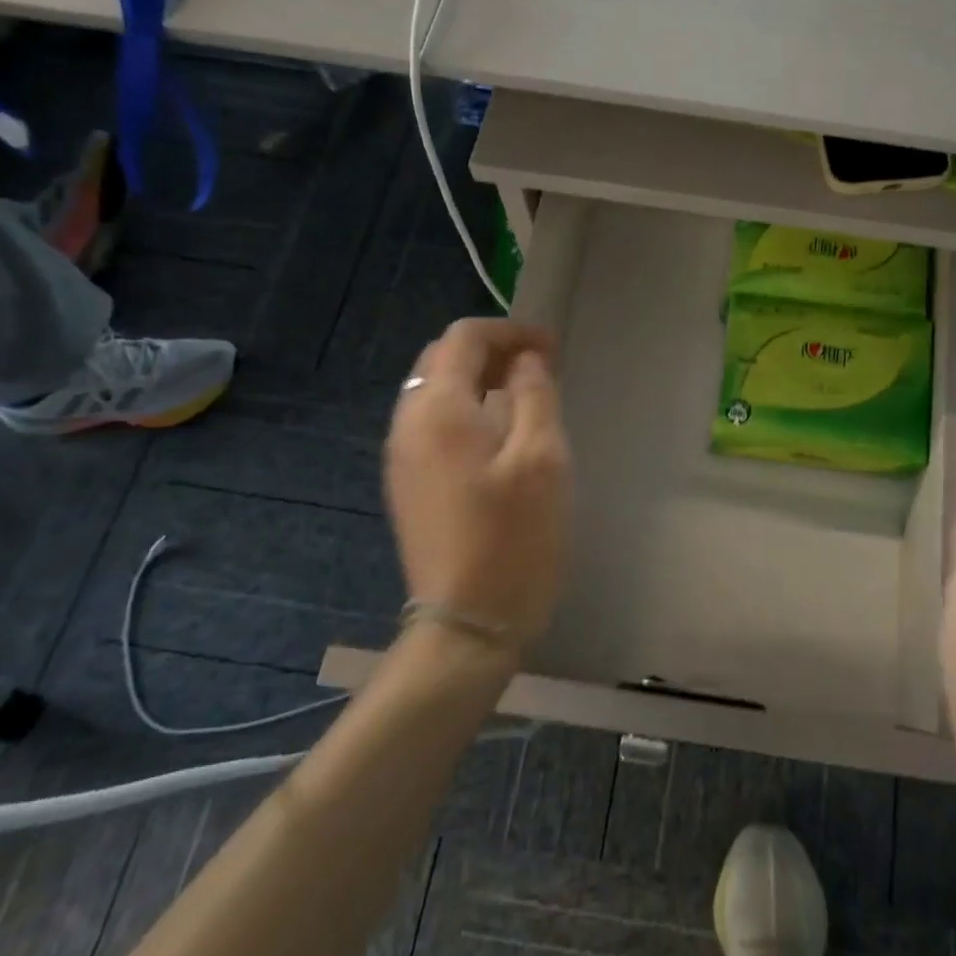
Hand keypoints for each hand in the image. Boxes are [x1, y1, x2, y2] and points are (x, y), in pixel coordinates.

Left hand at [384, 319, 572, 651]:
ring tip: (526, 398)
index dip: (510, 331)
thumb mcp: (542, 458)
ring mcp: (402, 459)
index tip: (552, 349)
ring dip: (479, 381)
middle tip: (541, 369)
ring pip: (435, 393)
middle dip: (492, 352)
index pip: (464, 338)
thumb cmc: (514, 537)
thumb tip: (526, 361)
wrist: (467, 624)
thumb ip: (535, 395)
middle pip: (442, 360)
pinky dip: (467, 411)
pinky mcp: (408, 486)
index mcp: (437, 409)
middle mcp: (407, 425)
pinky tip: (501, 437)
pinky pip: (433, 426)